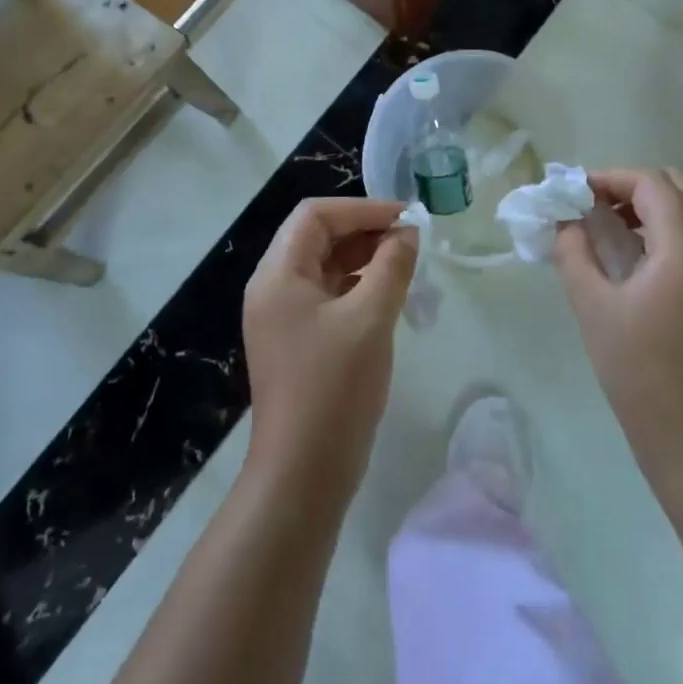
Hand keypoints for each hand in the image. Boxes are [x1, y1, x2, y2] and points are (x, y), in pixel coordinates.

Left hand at [243, 198, 416, 504]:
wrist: (303, 475)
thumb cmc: (334, 388)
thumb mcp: (371, 319)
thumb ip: (391, 266)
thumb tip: (408, 232)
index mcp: (278, 274)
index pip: (315, 215)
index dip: (362, 208)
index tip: (405, 217)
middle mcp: (272, 288)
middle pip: (316, 237)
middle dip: (364, 230)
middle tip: (409, 239)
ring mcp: (281, 316)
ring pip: (323, 266)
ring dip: (362, 257)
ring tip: (404, 262)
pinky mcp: (295, 340)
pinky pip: (325, 295)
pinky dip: (356, 285)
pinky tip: (387, 294)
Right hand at [554, 168, 682, 496]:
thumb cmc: (639, 371)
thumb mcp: (593, 307)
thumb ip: (574, 254)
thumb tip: (566, 223)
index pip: (651, 184)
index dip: (611, 178)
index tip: (575, 193)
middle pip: (679, 187)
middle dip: (633, 186)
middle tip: (595, 205)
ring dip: (650, 207)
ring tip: (608, 228)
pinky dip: (665, 230)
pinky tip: (633, 258)